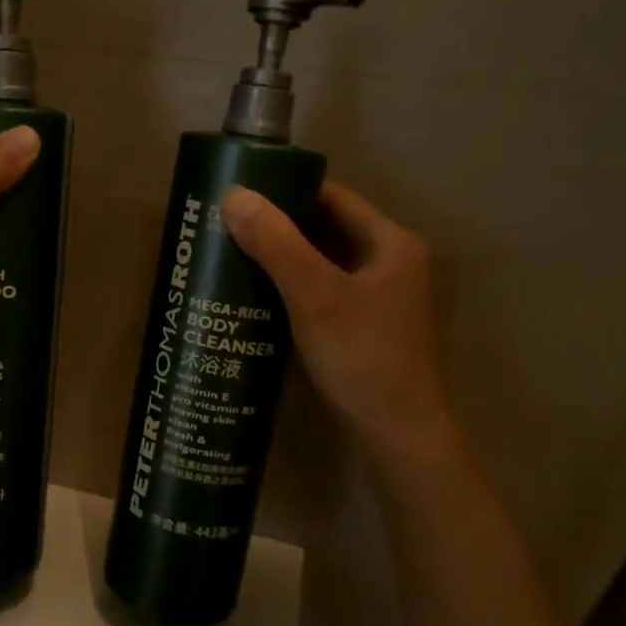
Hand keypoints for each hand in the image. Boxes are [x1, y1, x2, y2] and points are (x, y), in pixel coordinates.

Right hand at [221, 181, 453, 457]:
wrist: (397, 434)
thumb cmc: (361, 356)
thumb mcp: (315, 294)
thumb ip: (276, 242)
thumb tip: (234, 194)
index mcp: (391, 243)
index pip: (332, 197)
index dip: (286, 192)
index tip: (241, 196)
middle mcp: (391, 263)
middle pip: (327, 228)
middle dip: (279, 226)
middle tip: (228, 227)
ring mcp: (380, 297)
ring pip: (324, 262)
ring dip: (284, 258)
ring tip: (235, 256)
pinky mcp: (366, 326)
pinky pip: (324, 290)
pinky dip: (294, 286)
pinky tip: (259, 295)